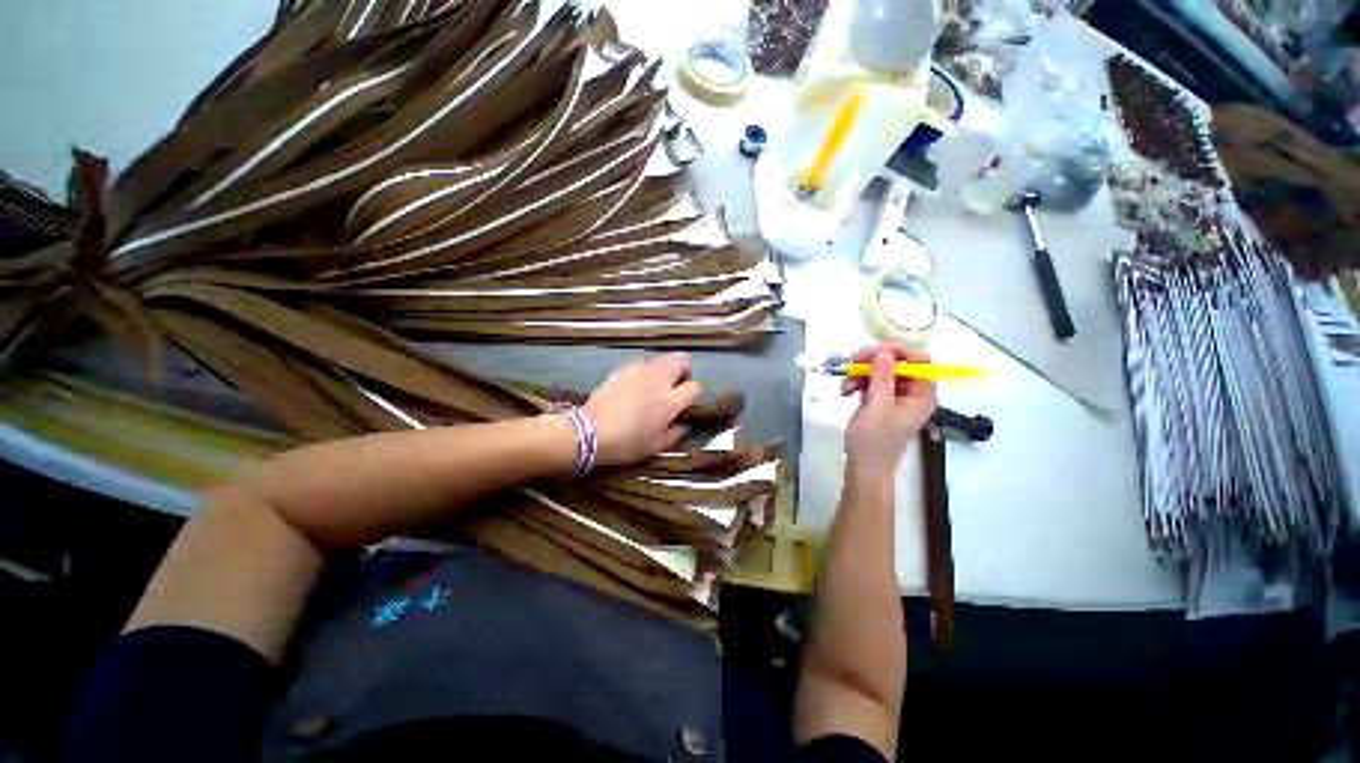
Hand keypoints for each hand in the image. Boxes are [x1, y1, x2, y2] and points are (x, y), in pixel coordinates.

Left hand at [584, 353, 701, 465]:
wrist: (589, 432)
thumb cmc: (625, 443)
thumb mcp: (655, 447)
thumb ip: (675, 434)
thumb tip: (683, 425)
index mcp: (669, 401)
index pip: (695, 387)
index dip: (693, 394)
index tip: (685, 403)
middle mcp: (658, 380)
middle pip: (683, 360)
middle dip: (685, 370)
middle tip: (675, 386)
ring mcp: (640, 370)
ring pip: (663, 359)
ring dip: (665, 370)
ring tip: (654, 386)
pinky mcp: (624, 368)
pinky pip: (643, 363)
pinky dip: (647, 371)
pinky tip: (636, 385)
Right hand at [842, 345, 938, 482]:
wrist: (863, 467)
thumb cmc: (874, 441)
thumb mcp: (878, 406)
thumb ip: (882, 377)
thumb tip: (884, 352)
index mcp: (922, 394)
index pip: (918, 360)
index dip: (897, 351)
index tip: (873, 352)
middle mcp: (912, 393)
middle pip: (897, 363)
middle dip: (873, 361)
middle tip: (853, 362)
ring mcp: (895, 397)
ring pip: (880, 370)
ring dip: (860, 373)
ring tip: (846, 386)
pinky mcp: (880, 401)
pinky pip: (871, 381)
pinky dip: (857, 382)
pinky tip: (846, 391)